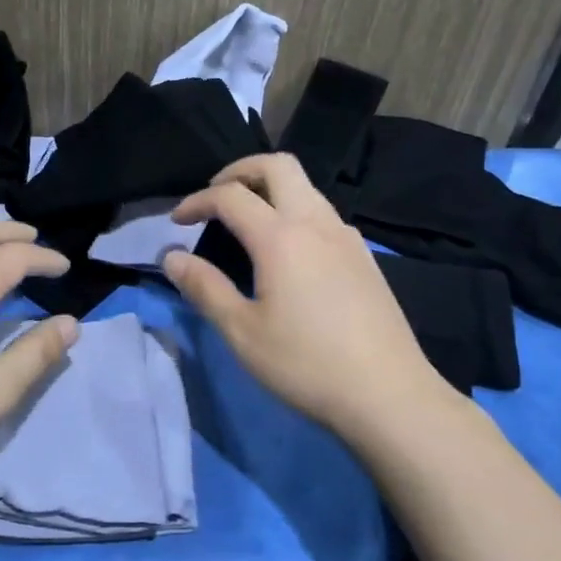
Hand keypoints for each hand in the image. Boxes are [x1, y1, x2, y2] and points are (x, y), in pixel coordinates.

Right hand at [163, 154, 456, 440]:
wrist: (389, 395)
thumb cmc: (306, 364)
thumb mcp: (242, 332)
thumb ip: (204, 288)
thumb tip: (171, 257)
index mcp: (281, 237)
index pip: (230, 195)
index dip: (197, 201)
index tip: (176, 222)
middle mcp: (316, 223)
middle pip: (278, 165)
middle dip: (239, 170)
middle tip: (215, 197)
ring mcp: (346, 237)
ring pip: (306, 186)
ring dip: (270, 188)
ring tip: (246, 221)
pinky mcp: (364, 256)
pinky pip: (323, 212)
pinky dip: (295, 210)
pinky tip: (288, 250)